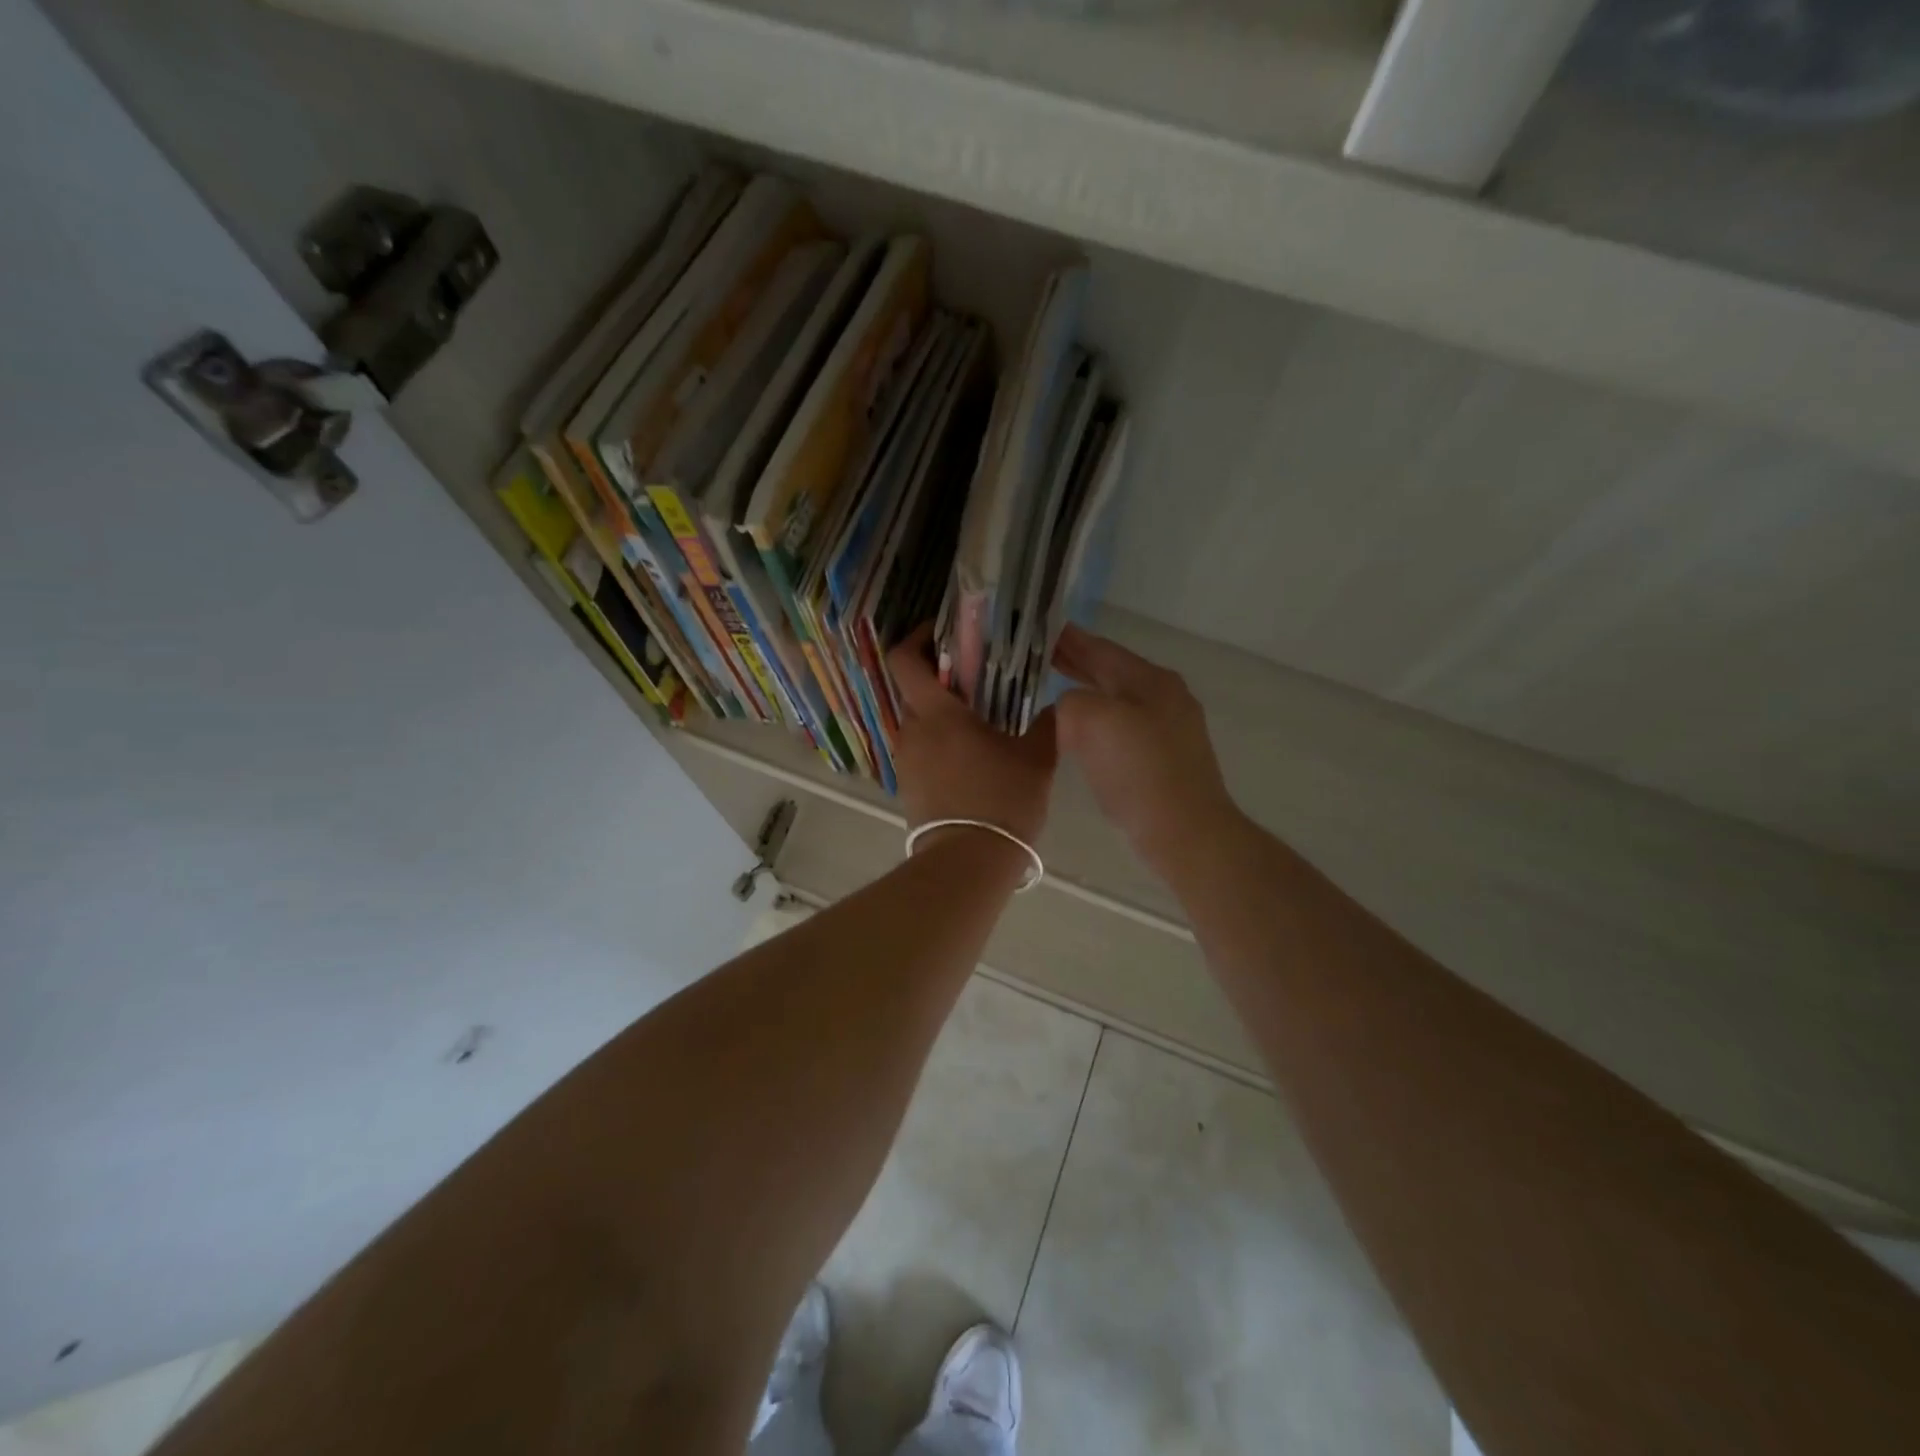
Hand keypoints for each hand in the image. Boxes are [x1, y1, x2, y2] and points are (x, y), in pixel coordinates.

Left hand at [886, 625, 1056, 845]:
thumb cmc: (1002, 802)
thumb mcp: (1037, 759)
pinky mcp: (908, 786)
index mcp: (937, 713)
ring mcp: (906, 760)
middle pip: (913, 689)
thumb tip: (1059, 706)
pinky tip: (968, 755)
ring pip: (917, 721)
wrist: (968, 863)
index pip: (905, 659)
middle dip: (939, 677)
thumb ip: (1047, 725)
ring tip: (976, 719)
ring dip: (940, 713)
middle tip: (975, 678)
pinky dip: (938, 742)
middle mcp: (912, 730)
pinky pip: (920, 749)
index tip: (943, 632)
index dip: (918, 637)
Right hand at [1053, 625, 1238, 870]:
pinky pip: (1121, 729)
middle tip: (1038, 656)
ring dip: (1085, 693)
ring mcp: (1169, 730)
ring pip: (1117, 701)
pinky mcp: (1164, 760)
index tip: (1038, 628)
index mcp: (1150, 680)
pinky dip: (1096, 722)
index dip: (1068, 638)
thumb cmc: (1139, 771)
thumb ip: (1070, 700)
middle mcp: (1164, 697)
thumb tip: (1068, 707)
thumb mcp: (1091, 721)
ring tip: (1052, 691)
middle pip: (1111, 672)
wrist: (1185, 831)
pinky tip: (1079, 734)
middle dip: (1076, 663)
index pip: (1101, 648)